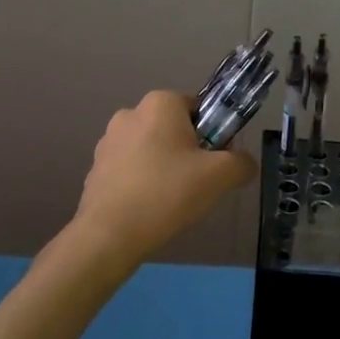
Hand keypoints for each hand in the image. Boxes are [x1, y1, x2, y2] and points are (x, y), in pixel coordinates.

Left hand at [72, 90, 256, 270]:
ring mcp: (108, 142)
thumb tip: (244, 163)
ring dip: (163, 168)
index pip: (197, 108)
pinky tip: (148, 210)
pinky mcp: (95, 169)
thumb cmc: (167, 193)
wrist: (109, 234)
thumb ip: (241, 163)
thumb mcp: (220, 176)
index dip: (213, 134)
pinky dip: (141, 184)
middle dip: (187, 152)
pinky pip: (130, 171)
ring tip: (171, 202)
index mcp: (160, 104)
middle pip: (173, 129)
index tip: (215, 163)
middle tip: (197, 184)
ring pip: (150, 150)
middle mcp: (130, 113)